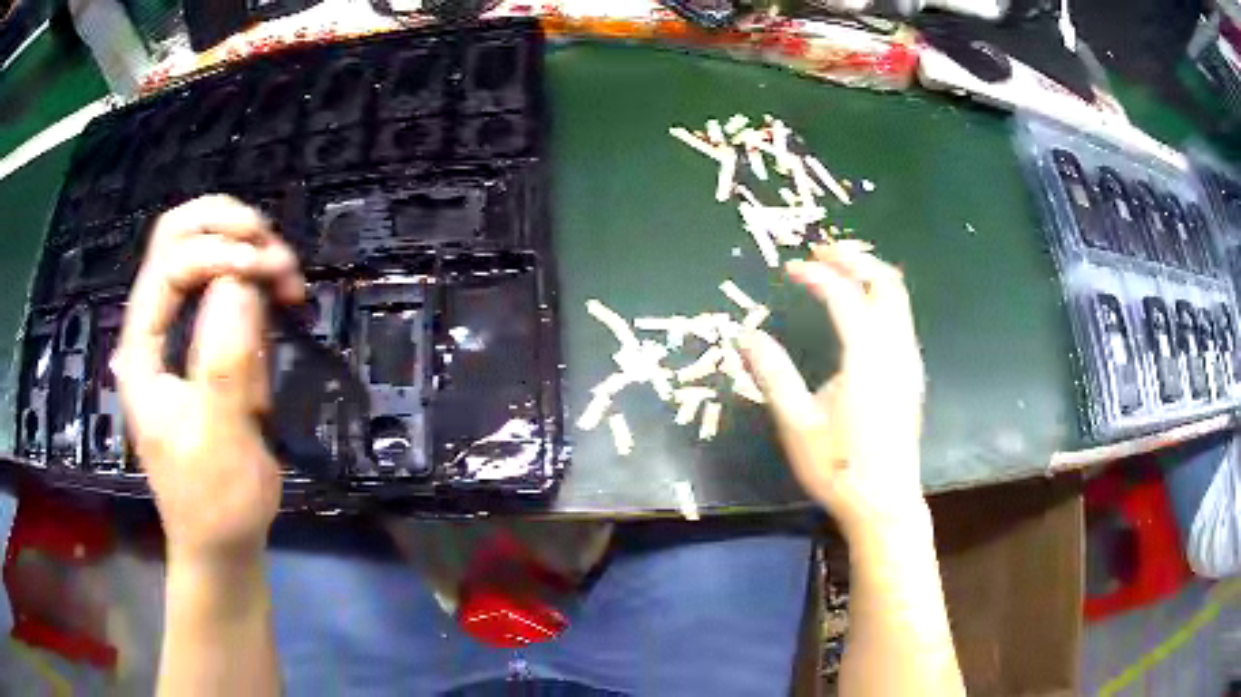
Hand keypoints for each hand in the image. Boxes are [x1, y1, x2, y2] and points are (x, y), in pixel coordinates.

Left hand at [113, 195, 304, 564]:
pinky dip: (252, 276)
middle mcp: (153, 328)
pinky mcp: (202, 344)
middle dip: (228, 227)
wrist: (220, 541)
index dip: (218, 252)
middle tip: (273, 251)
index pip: (169, 263)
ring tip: (285, 278)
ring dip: (245, 248)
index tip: (268, 273)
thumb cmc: (213, 500)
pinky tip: (277, 297)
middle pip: (177, 236)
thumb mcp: (217, 439)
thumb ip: (222, 359)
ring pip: (202, 250)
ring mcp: (176, 332)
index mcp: (141, 348)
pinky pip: (224, 286)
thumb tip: (240, 280)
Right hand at [740, 241, 925, 538]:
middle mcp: (895, 350)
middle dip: (855, 260)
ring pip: (899, 299)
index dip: (817, 275)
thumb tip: (746, 334)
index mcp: (867, 358)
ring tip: (838, 272)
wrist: (884, 504)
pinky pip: (900, 319)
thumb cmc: (838, 467)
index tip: (790, 268)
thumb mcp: (796, 423)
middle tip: (822, 252)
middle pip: (886, 283)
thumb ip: (773, 373)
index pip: (845, 296)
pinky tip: (858, 312)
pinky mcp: (911, 376)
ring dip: (870, 276)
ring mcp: (909, 363)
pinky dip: (879, 299)